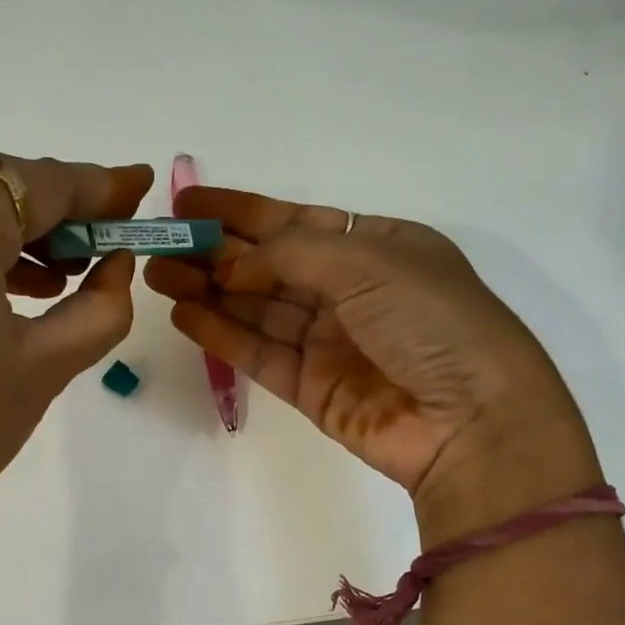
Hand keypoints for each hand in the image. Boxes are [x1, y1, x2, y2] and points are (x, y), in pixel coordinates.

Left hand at [0, 155, 153, 578]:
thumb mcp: (46, 365)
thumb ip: (100, 305)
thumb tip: (117, 266)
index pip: (38, 182)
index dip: (99, 186)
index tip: (141, 187)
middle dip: (56, 213)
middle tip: (108, 242)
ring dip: (15, 236)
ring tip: (67, 275)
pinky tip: (11, 290)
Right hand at [144, 187, 598, 542]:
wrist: (469, 421)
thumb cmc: (432, 322)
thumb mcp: (369, 261)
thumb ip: (291, 252)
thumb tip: (231, 261)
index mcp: (377, 247)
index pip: (296, 222)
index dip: (241, 212)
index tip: (188, 203)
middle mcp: (351, 292)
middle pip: (269, 266)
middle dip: (214, 254)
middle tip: (159, 244)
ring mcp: (329, 343)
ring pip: (256, 310)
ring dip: (207, 292)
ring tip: (155, 275)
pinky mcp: (311, 389)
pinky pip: (258, 354)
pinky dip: (221, 336)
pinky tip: (183, 316)